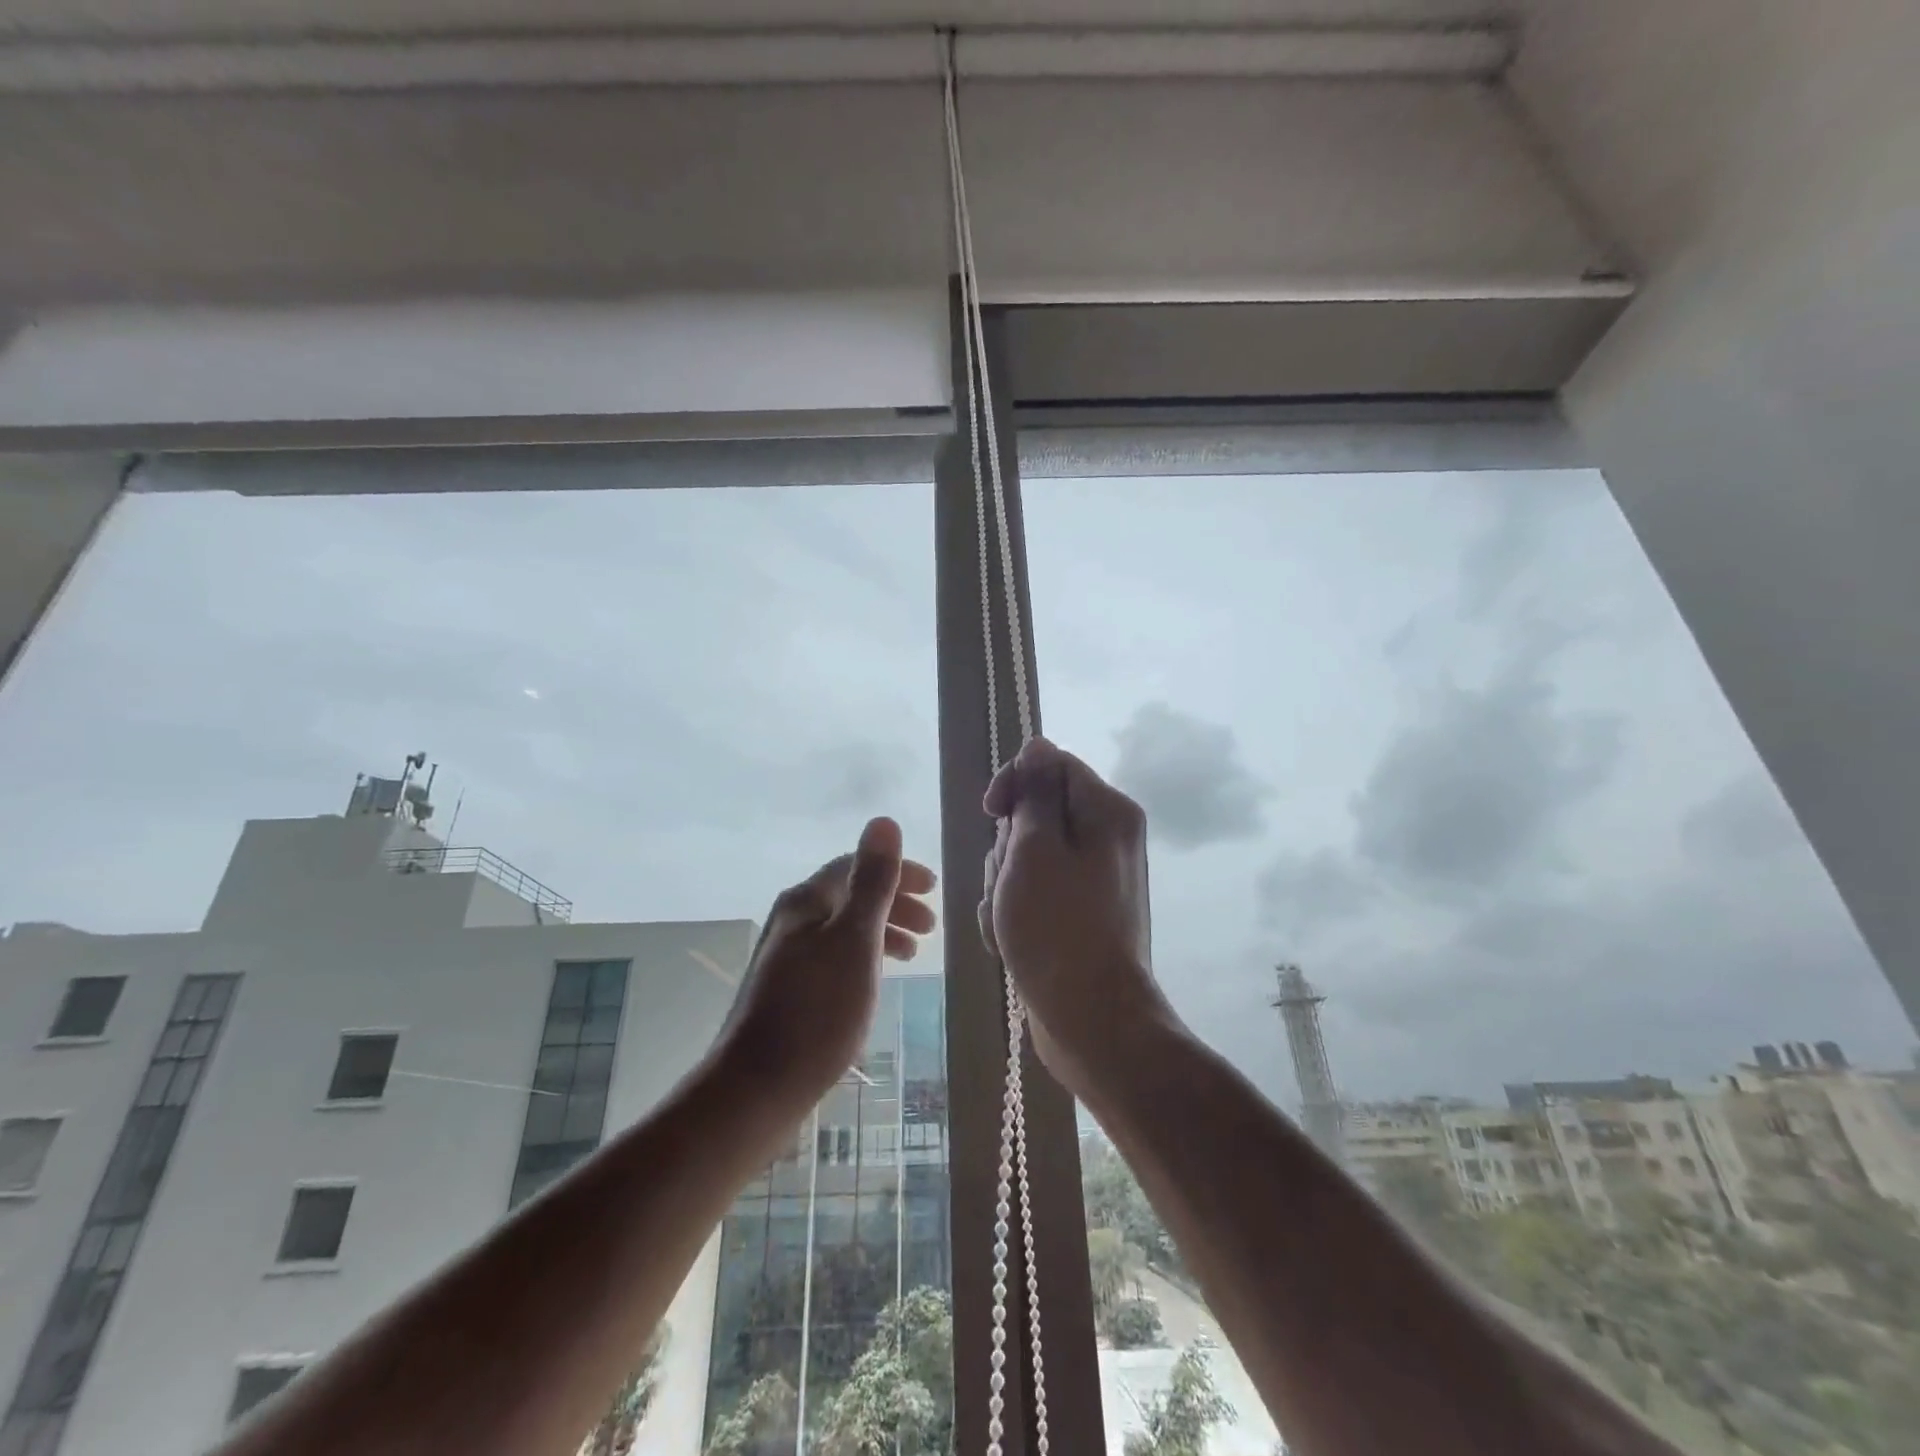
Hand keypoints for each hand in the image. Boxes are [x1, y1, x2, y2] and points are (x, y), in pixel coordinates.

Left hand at [720, 817, 937, 1102]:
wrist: (756, 1088)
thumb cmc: (817, 1010)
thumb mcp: (855, 939)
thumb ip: (873, 881)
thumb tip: (883, 821)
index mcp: (806, 901)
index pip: (856, 866)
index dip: (897, 872)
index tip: (934, 889)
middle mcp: (793, 920)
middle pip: (850, 896)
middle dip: (894, 903)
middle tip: (932, 925)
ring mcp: (787, 957)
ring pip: (844, 928)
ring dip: (882, 931)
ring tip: (913, 953)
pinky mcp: (788, 990)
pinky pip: (836, 956)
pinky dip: (864, 957)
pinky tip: (875, 980)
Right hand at [978, 737, 1168, 1092]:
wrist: (1091, 1019)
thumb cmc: (1057, 927)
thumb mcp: (1035, 848)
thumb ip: (1036, 791)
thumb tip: (1038, 745)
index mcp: (1106, 812)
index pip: (1051, 765)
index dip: (1014, 784)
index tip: (991, 814)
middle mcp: (1106, 838)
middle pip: (1036, 814)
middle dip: (1008, 846)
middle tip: (1009, 883)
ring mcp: (1092, 879)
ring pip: (1027, 856)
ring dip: (1005, 884)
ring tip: (1009, 920)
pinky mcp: (1078, 912)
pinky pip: (1034, 892)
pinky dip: (1015, 911)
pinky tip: (1012, 940)